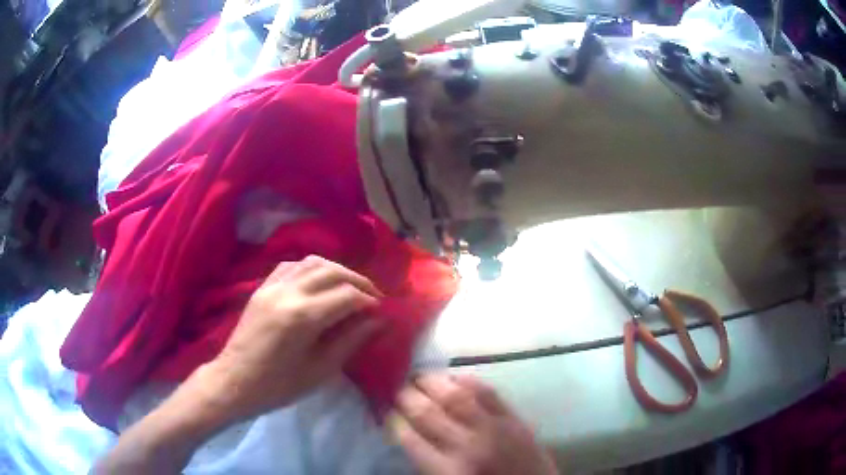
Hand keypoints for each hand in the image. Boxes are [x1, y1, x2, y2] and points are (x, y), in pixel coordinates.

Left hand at [203, 255, 383, 422]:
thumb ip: (351, 341)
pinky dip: (312, 269)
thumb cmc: (279, 385)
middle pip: (332, 272)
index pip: (347, 295)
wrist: (235, 381)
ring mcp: (272, 286)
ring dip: (337, 270)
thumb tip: (377, 321)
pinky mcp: (262, 287)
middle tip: (372, 297)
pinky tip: (319, 283)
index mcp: (303, 317)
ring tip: (350, 287)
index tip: (381, 312)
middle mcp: (288, 292)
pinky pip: (292, 265)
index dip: (369, 301)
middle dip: (358, 281)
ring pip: (312, 262)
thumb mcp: (320, 370)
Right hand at [393, 374, 558, 474]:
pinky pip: (488, 392)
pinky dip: (468, 380)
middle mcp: (467, 446)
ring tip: (417, 376)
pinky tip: (454, 376)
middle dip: (406, 397)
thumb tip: (406, 432)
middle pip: (427, 413)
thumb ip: (427, 462)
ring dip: (431, 382)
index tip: (387, 410)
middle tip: (396, 388)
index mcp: (449, 471)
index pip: (410, 439)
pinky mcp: (515, 418)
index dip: (394, 421)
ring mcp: (494, 428)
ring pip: (455, 396)